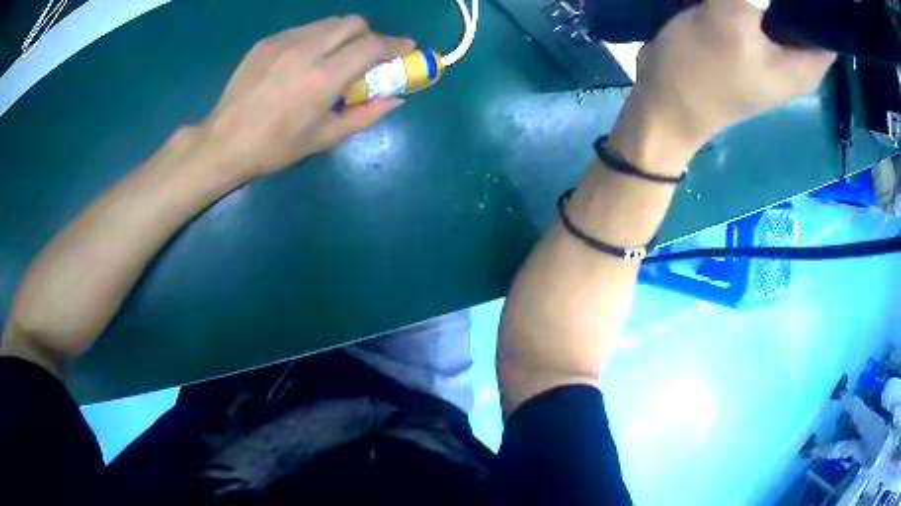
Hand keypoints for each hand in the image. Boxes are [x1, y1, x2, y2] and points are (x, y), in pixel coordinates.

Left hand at [201, 16, 413, 178]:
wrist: (224, 141)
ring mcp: (283, 42)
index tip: (405, 49)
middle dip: (369, 35)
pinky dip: (316, 38)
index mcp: (324, 78)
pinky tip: (305, 60)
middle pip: (353, 23)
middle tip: (367, 55)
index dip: (395, 44)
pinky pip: (303, 29)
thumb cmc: (275, 147)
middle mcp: (306, 50)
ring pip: (328, 22)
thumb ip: (365, 115)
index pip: (372, 45)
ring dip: (343, 35)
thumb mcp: (324, 138)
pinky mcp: (267, 42)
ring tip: (334, 57)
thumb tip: (396, 99)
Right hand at [610, 0, 834, 165]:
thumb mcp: (729, 24)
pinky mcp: (746, 36)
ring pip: (779, 7)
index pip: (827, 27)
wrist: (664, 103)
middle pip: (803, 12)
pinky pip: (758, 6)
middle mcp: (794, 55)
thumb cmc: (703, 74)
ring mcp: (770, 45)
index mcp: (806, 63)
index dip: (818, 1)